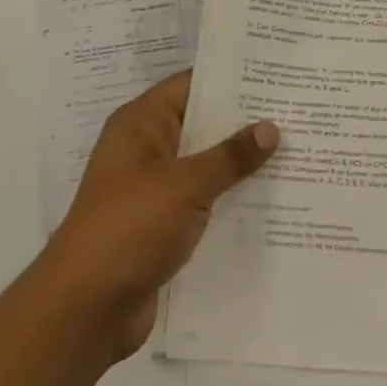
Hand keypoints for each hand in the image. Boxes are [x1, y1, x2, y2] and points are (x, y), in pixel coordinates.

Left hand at [41, 70, 277, 360]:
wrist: (87, 308)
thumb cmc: (130, 227)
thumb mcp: (184, 185)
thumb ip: (230, 156)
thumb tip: (271, 127)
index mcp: (141, 124)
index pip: (192, 85)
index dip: (232, 79)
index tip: (277, 76)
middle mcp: (147, 149)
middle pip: (203, 125)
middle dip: (246, 123)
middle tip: (299, 113)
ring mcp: (155, 189)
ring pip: (207, 166)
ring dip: (243, 165)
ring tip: (298, 152)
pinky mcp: (164, 225)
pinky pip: (205, 201)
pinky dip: (232, 200)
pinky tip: (275, 201)